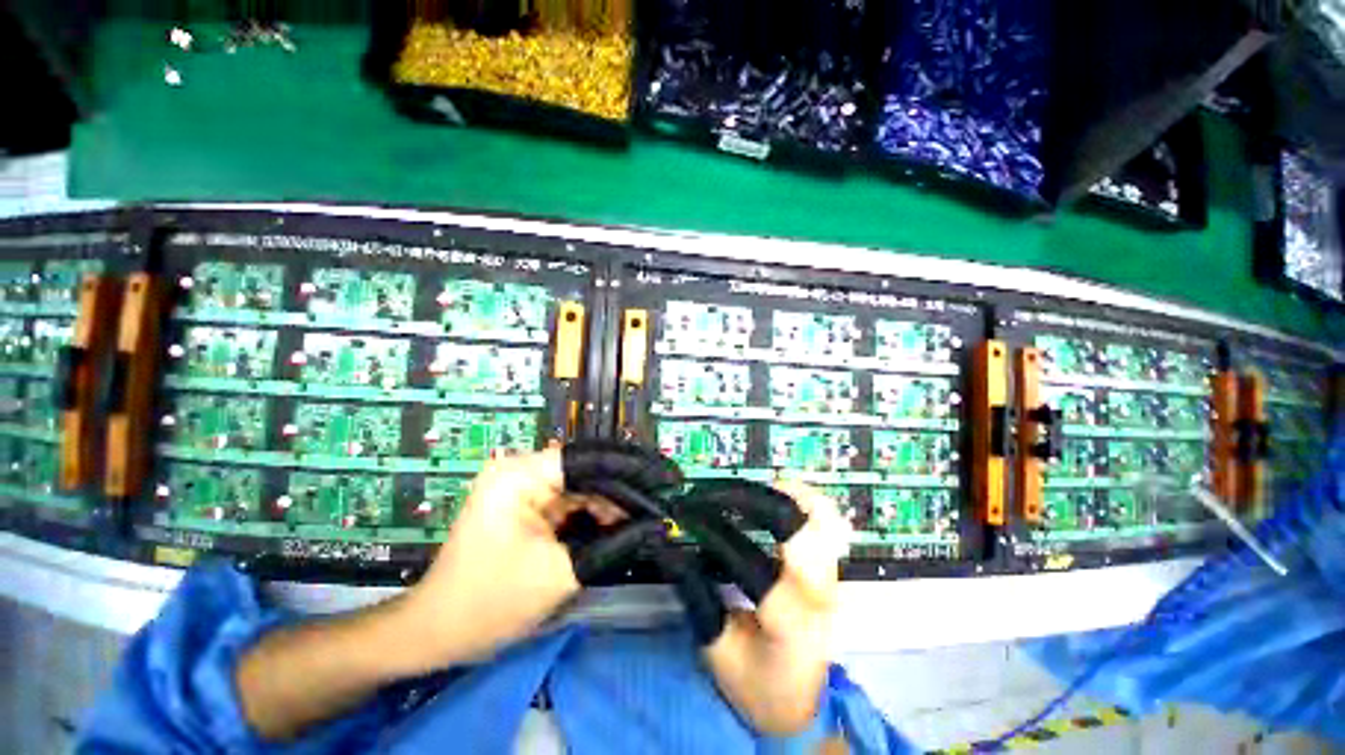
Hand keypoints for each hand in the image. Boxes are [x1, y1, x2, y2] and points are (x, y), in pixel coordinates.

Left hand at [237, 443, 677, 741]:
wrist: (436, 633)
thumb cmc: (488, 602)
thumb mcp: (559, 574)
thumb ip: (613, 544)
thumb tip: (658, 526)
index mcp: (521, 474)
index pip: (589, 458)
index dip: (633, 468)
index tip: (668, 479)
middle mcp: (523, 470)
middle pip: (589, 471)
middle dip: (627, 489)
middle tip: (666, 499)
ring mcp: (524, 486)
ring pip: (585, 486)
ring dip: (615, 504)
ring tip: (650, 517)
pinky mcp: (528, 504)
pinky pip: (573, 502)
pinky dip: (597, 515)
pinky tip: (622, 525)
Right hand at [699, 482, 852, 733]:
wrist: (804, 707)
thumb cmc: (758, 687)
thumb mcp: (717, 653)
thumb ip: (696, 600)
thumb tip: (670, 549)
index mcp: (789, 622)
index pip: (749, 559)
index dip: (713, 533)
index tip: (686, 517)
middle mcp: (819, 592)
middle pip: (799, 525)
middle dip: (749, 499)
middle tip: (713, 496)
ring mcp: (833, 576)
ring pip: (822, 515)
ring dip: (778, 494)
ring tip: (744, 492)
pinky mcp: (833, 569)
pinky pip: (828, 520)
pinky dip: (802, 499)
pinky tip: (775, 496)